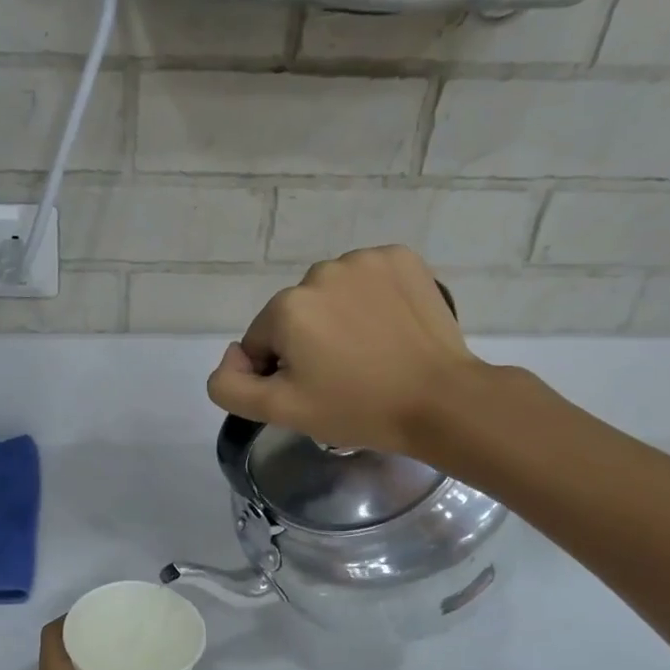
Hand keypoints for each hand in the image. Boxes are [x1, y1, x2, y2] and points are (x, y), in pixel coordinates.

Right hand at [205, 246, 491, 457]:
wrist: (440, 401)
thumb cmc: (357, 409)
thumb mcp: (280, 411)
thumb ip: (229, 387)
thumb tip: (232, 357)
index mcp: (287, 307)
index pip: (260, 342)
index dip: (279, 372)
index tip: (313, 392)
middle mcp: (320, 272)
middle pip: (295, 315)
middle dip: (308, 343)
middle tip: (342, 377)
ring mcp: (365, 260)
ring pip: (330, 295)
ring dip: (338, 319)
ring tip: (369, 353)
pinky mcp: (402, 258)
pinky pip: (366, 279)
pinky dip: (371, 300)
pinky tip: (388, 328)